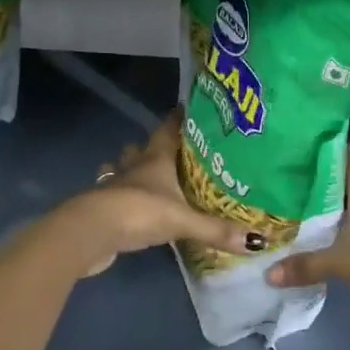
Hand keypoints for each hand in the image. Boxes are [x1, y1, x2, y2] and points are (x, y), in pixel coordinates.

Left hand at [55, 114, 248, 276]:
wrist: (91, 231)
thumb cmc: (139, 211)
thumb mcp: (183, 220)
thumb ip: (217, 230)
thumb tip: (258, 240)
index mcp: (156, 158)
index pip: (168, 128)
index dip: (178, 118)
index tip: (189, 109)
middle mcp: (135, 166)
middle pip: (142, 147)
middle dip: (154, 146)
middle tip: (173, 150)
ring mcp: (115, 185)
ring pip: (122, 168)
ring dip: (131, 168)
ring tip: (147, 175)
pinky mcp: (104, 207)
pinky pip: (115, 194)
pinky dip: (123, 196)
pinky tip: (132, 206)